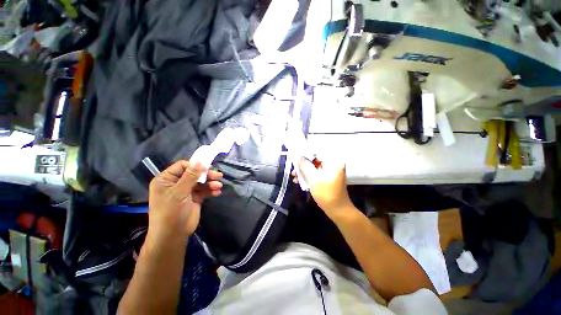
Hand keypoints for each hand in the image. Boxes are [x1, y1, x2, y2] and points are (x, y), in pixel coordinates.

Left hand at [148, 161, 222, 240]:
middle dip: (206, 175)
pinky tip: (217, 192)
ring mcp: (186, 191)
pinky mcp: (194, 198)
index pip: (182, 166)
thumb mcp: (179, 192)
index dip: (196, 165)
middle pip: (194, 174)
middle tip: (218, 175)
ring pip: (201, 182)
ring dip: (210, 183)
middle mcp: (176, 184)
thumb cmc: (171, 212)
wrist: (173, 235)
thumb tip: (200, 161)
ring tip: (219, 185)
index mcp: (166, 180)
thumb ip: (191, 176)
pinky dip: (211, 191)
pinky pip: (204, 191)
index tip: (208, 167)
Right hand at [295, 158, 352, 218]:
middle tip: (293, 168)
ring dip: (304, 171)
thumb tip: (295, 155)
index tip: (294, 156)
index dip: (304, 153)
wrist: (337, 210)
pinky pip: (316, 173)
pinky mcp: (327, 177)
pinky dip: (308, 175)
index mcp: (333, 161)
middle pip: (314, 159)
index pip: (316, 151)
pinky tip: (299, 180)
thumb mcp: (313, 178)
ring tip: (294, 176)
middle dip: (303, 164)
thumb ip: (304, 165)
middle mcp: (333, 163)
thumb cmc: (326, 193)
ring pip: (314, 167)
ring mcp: (330, 171)